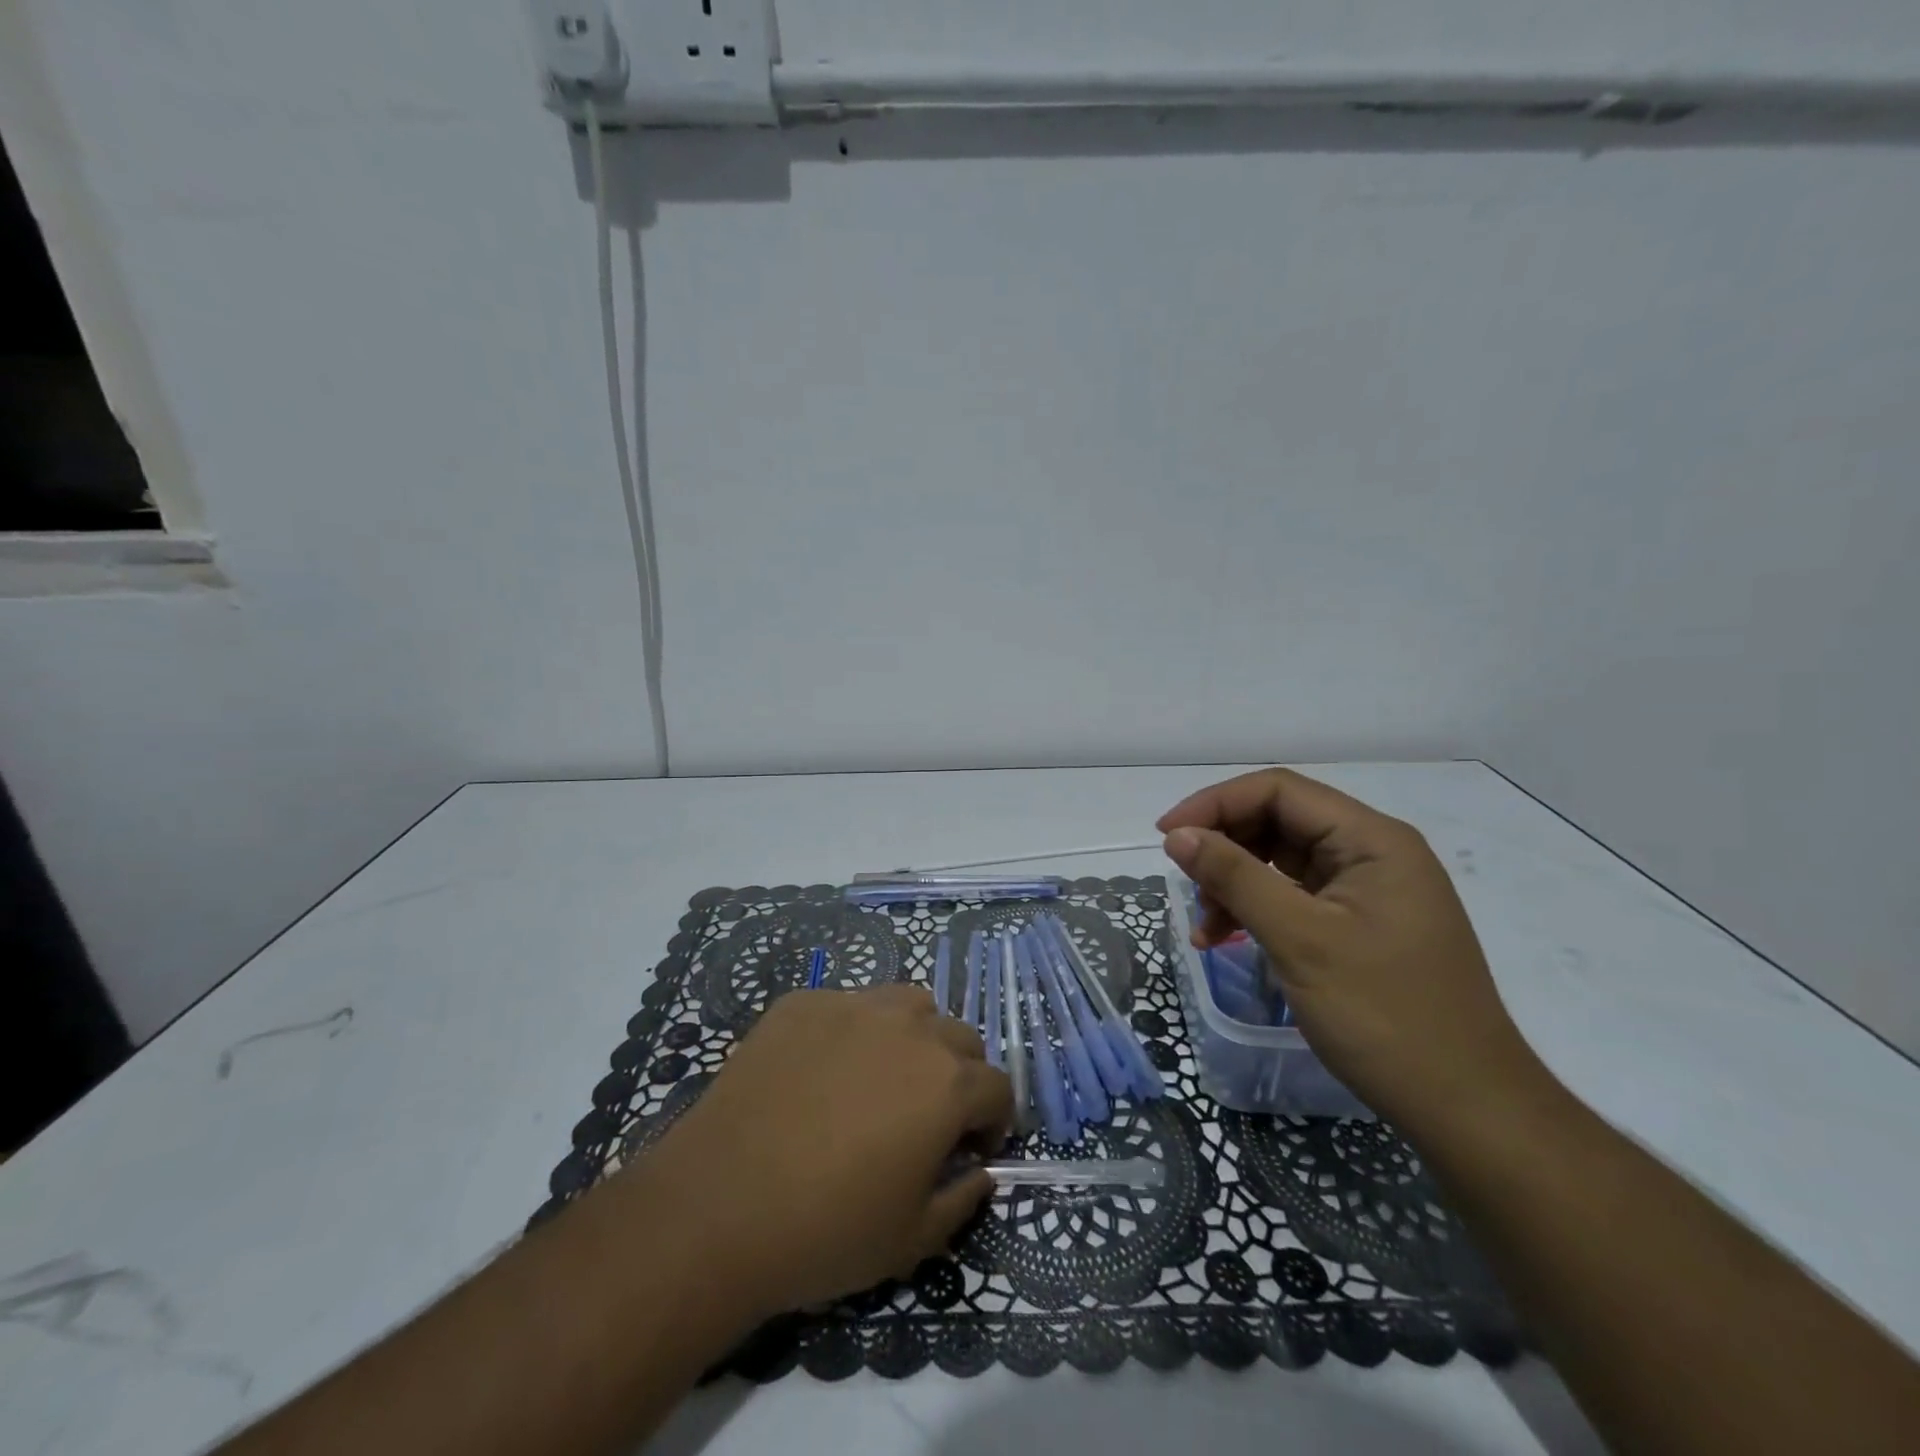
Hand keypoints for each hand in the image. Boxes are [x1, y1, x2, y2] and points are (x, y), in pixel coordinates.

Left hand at [617, 985, 1011, 1321]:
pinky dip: (853, 1031)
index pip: (998, 1086)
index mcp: (947, 1084)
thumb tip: (980, 1172)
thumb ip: (963, 1199)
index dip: (995, 1122)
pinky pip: (847, 1005)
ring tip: (884, 1076)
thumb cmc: (825, 1230)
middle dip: (959, 1076)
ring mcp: (853, 1006)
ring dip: (914, 1036)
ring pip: (909, 1005)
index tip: (974, 1150)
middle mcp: (910, 1029)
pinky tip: (821, 1071)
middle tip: (930, 1116)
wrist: (718, 1205)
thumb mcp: (912, 1240)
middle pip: (960, 1037)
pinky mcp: (803, 1002)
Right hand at [1159, 768, 1546, 1130]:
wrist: (1467, 1108)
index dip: (1215, 803)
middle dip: (1223, 847)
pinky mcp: (1359, 923)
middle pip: (1278, 821)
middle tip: (1183, 883)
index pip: (1279, 791)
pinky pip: (1293, 896)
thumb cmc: (1386, 1016)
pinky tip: (1225, 940)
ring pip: (1280, 860)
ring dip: (1234, 883)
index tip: (1166, 836)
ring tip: (1204, 927)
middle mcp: (1372, 852)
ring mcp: (1367, 889)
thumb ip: (1235, 877)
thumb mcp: (1299, 939)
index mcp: (1371, 840)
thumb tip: (1177, 835)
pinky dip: (1255, 910)